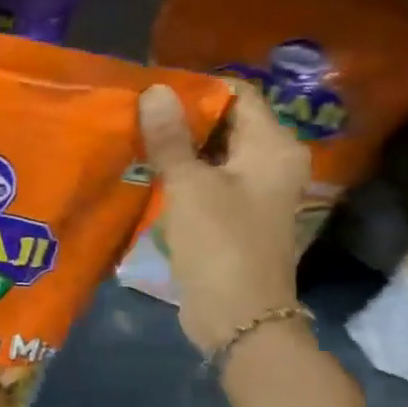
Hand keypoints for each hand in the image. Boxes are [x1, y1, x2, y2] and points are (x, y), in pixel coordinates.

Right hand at [138, 78, 308, 355]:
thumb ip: (171, 138)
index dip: (196, 87)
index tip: (152, 90)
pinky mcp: (234, 215)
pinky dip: (181, 173)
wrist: (238, 319)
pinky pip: (207, 180)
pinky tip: (147, 172)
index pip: (238, 93)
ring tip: (134, 137)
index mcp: (273, 148)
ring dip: (177, 147)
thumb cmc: (220, 245)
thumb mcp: (190, 186)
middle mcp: (271, 163)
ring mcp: (254, 192)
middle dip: (181, 117)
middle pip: (225, 122)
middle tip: (135, 113)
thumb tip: (155, 90)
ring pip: (212, 153)